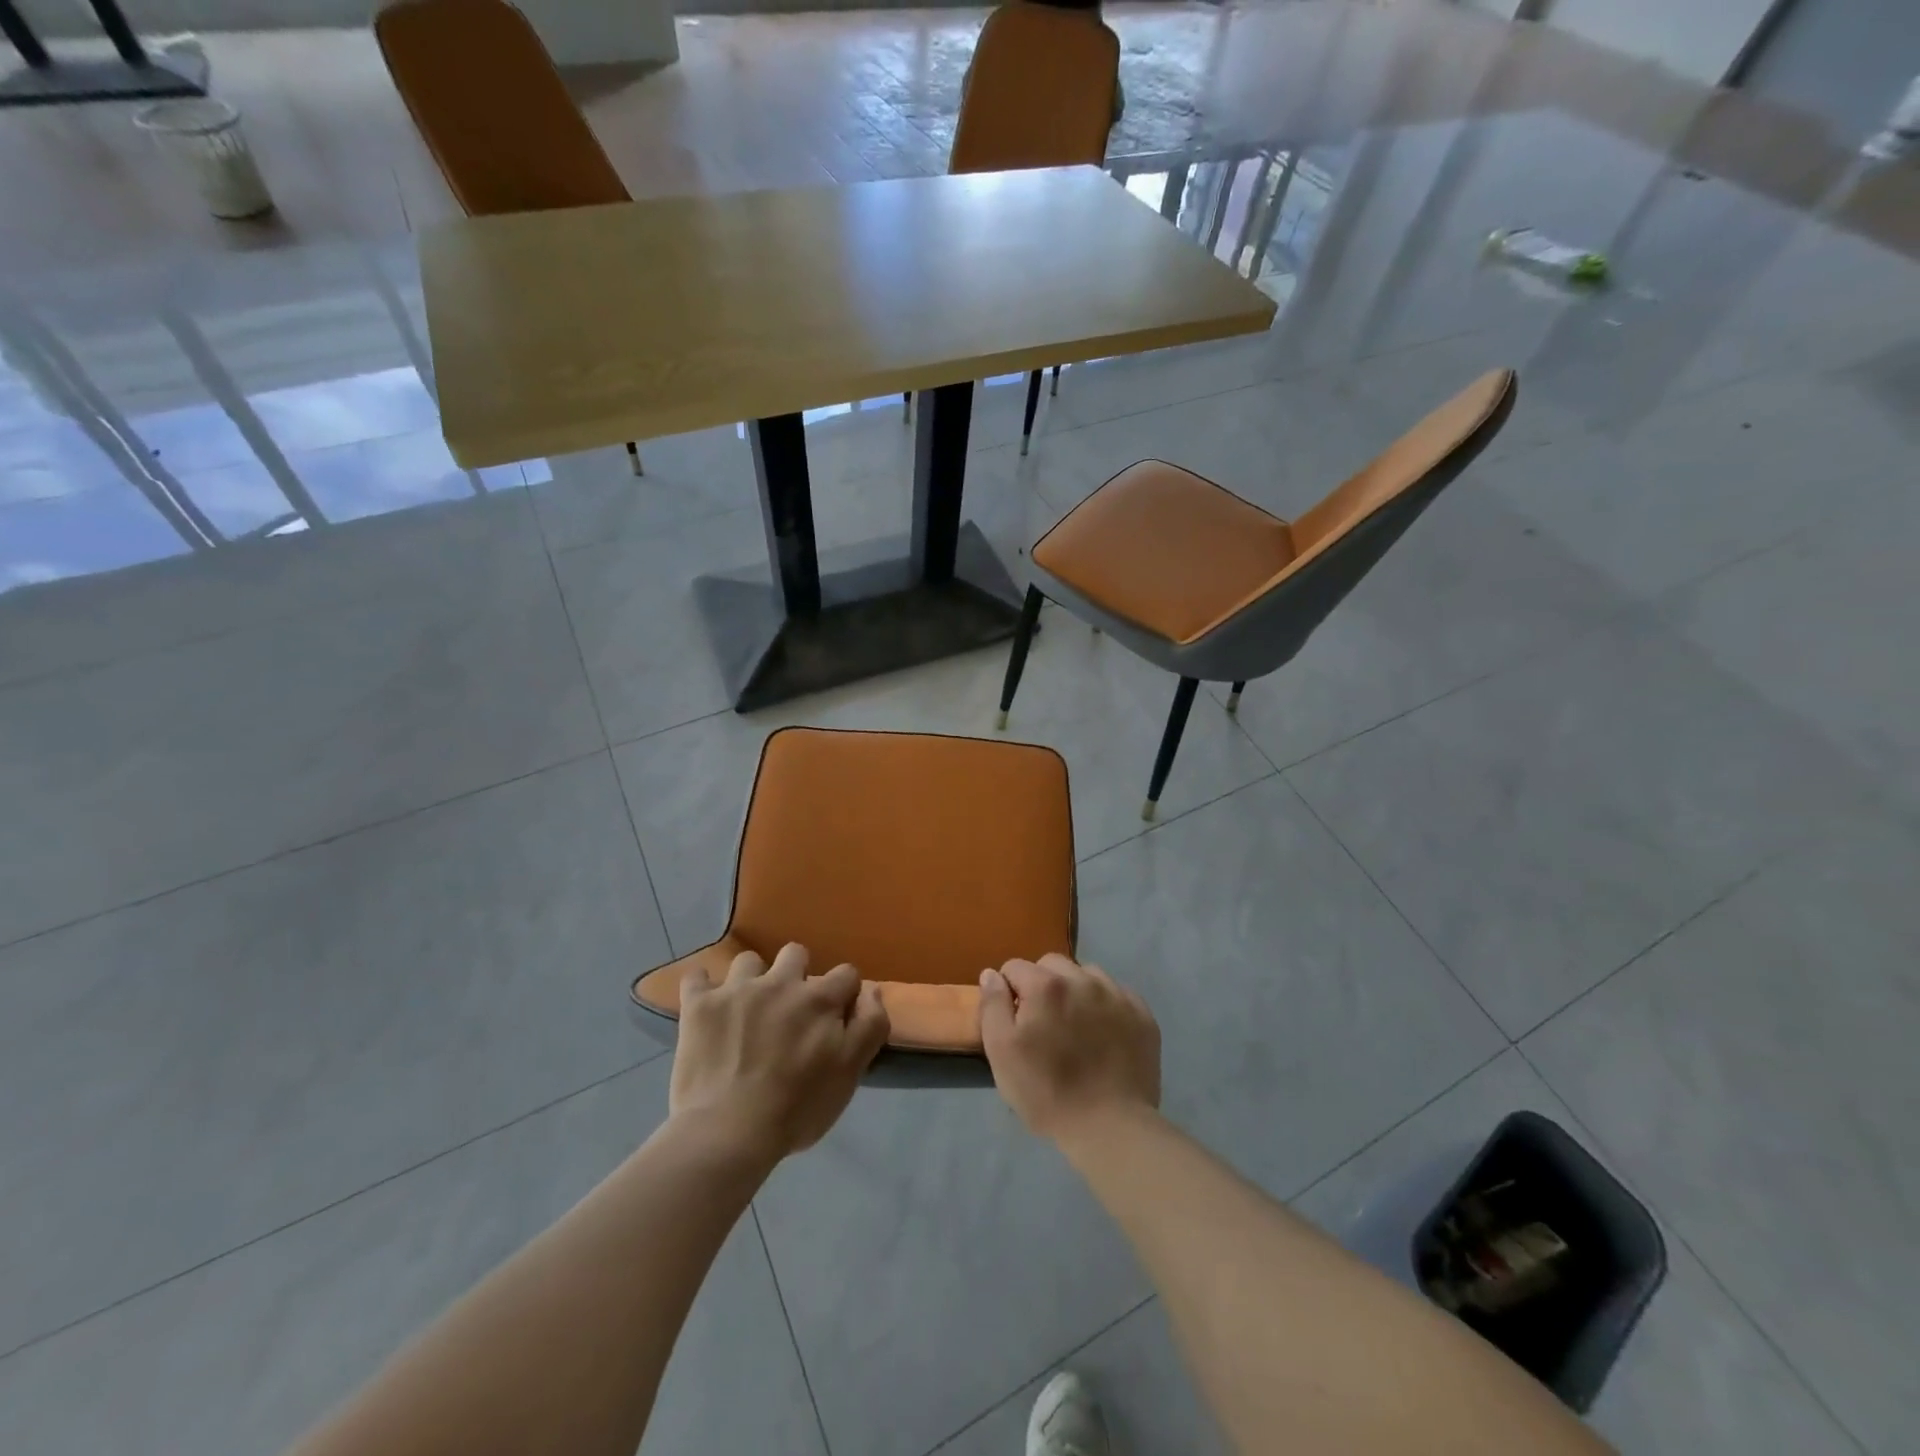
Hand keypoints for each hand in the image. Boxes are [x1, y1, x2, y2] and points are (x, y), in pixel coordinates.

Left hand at [670, 943, 889, 1162]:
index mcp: (819, 999)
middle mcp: (780, 982)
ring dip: (750, 980)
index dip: (844, 994)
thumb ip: (870, 1027)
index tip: (835, 1018)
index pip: (846, 974)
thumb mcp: (850, 1074)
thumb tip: (871, 991)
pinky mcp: (699, 1005)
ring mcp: (737, 990)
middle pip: (795, 953)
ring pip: (748, 961)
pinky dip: (701, 988)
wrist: (728, 1133)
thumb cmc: (796, 1109)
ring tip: (745, 1008)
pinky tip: (704, 1006)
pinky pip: (696, 977)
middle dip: (796, 974)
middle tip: (788, 1009)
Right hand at [978, 953, 1159, 1142]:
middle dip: (1041, 985)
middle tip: (1044, 1024)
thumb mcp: (1001, 1052)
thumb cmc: (1047, 1092)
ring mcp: (1116, 994)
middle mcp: (1083, 979)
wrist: (1110, 1127)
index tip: (1015, 1022)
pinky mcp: (1142, 1014)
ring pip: (1086, 975)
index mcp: (1046, 985)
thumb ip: (992, 1006)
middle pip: (1052, 965)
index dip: (1009, 992)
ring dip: (1075, 991)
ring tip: (1076, 1027)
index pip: (1015, 968)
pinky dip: (1105, 1005)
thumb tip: (991, 974)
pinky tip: (1103, 1033)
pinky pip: (1116, 993)